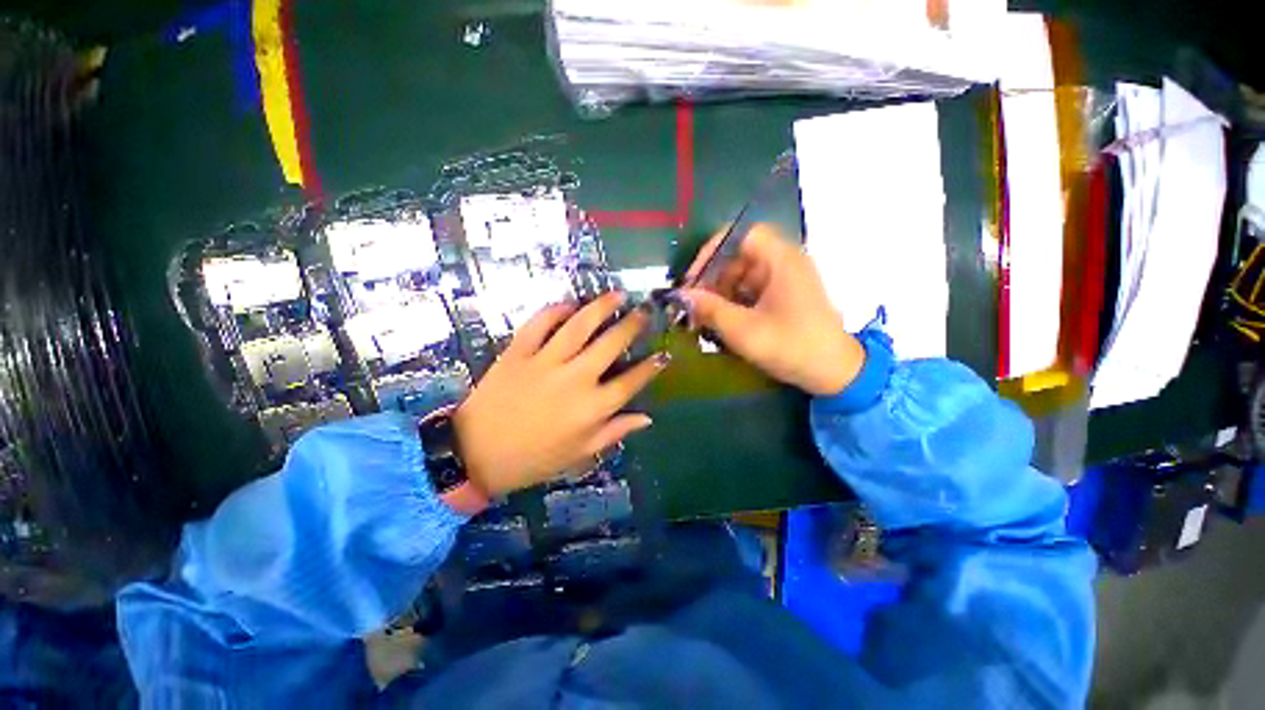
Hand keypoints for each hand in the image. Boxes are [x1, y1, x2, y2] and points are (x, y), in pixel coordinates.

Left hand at [452, 293, 669, 496]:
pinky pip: (539, 323)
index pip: (631, 381)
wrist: (476, 453)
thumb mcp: (579, 453)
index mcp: (592, 408)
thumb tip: (647, 418)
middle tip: (643, 311)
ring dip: (601, 307)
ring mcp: (546, 362)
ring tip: (616, 295)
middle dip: (632, 325)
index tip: (663, 354)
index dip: (651, 367)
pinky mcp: (519, 352)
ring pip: (580, 325)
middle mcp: (575, 379)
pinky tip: (569, 304)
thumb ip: (614, 432)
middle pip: (611, 344)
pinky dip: (555, 310)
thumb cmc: (533, 458)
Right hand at [681, 224, 863, 395]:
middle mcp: (784, 263)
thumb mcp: (743, 330)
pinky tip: (721, 323)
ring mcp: (785, 281)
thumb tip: (681, 295)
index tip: (693, 278)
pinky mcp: (784, 297)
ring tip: (703, 318)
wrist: (834, 374)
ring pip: (742, 276)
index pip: (741, 235)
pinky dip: (734, 303)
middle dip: (712, 279)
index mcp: (781, 260)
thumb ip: (709, 309)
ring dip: (720, 294)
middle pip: (738, 257)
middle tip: (694, 305)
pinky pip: (751, 291)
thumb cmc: (791, 347)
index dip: (713, 251)